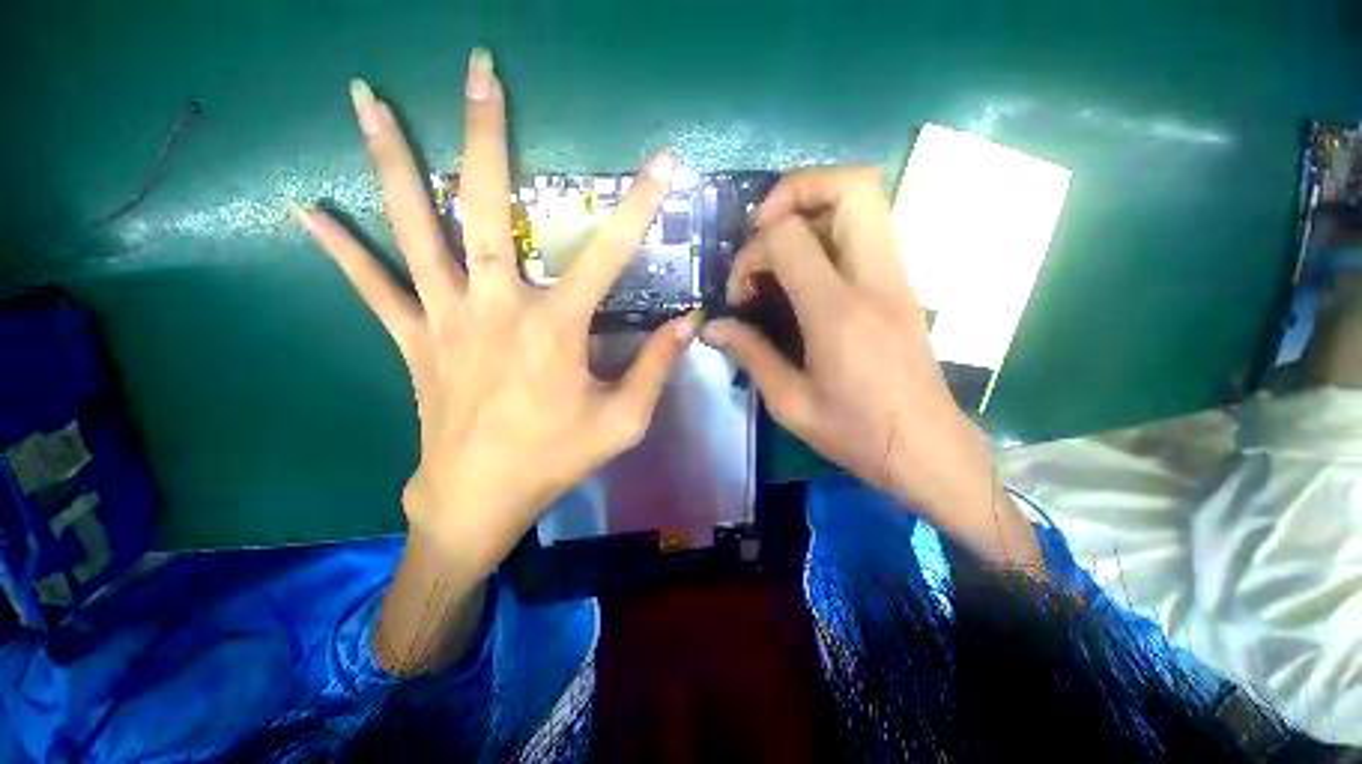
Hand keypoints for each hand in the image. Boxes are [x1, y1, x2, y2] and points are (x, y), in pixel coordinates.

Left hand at [293, 51, 695, 576]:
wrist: (479, 498)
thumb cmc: (556, 458)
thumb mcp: (624, 421)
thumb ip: (656, 367)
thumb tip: (689, 325)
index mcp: (555, 328)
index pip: (608, 254)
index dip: (640, 208)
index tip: (663, 164)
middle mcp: (496, 306)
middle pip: (486, 207)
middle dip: (487, 134)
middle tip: (479, 70)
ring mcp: (444, 317)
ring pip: (412, 228)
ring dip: (391, 160)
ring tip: (366, 97)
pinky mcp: (412, 338)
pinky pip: (371, 285)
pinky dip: (338, 247)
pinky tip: (304, 209)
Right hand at [704, 168, 1038, 564]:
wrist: (927, 448)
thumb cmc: (856, 433)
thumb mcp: (790, 402)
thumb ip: (750, 353)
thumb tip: (711, 327)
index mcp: (839, 313)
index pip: (790, 237)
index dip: (753, 253)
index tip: (741, 292)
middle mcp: (875, 279)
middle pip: (851, 184)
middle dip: (795, 190)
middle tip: (763, 231)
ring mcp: (897, 277)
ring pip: (866, 197)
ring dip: (814, 205)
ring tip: (780, 248)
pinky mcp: (902, 284)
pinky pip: (869, 227)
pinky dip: (830, 228)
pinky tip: (806, 270)